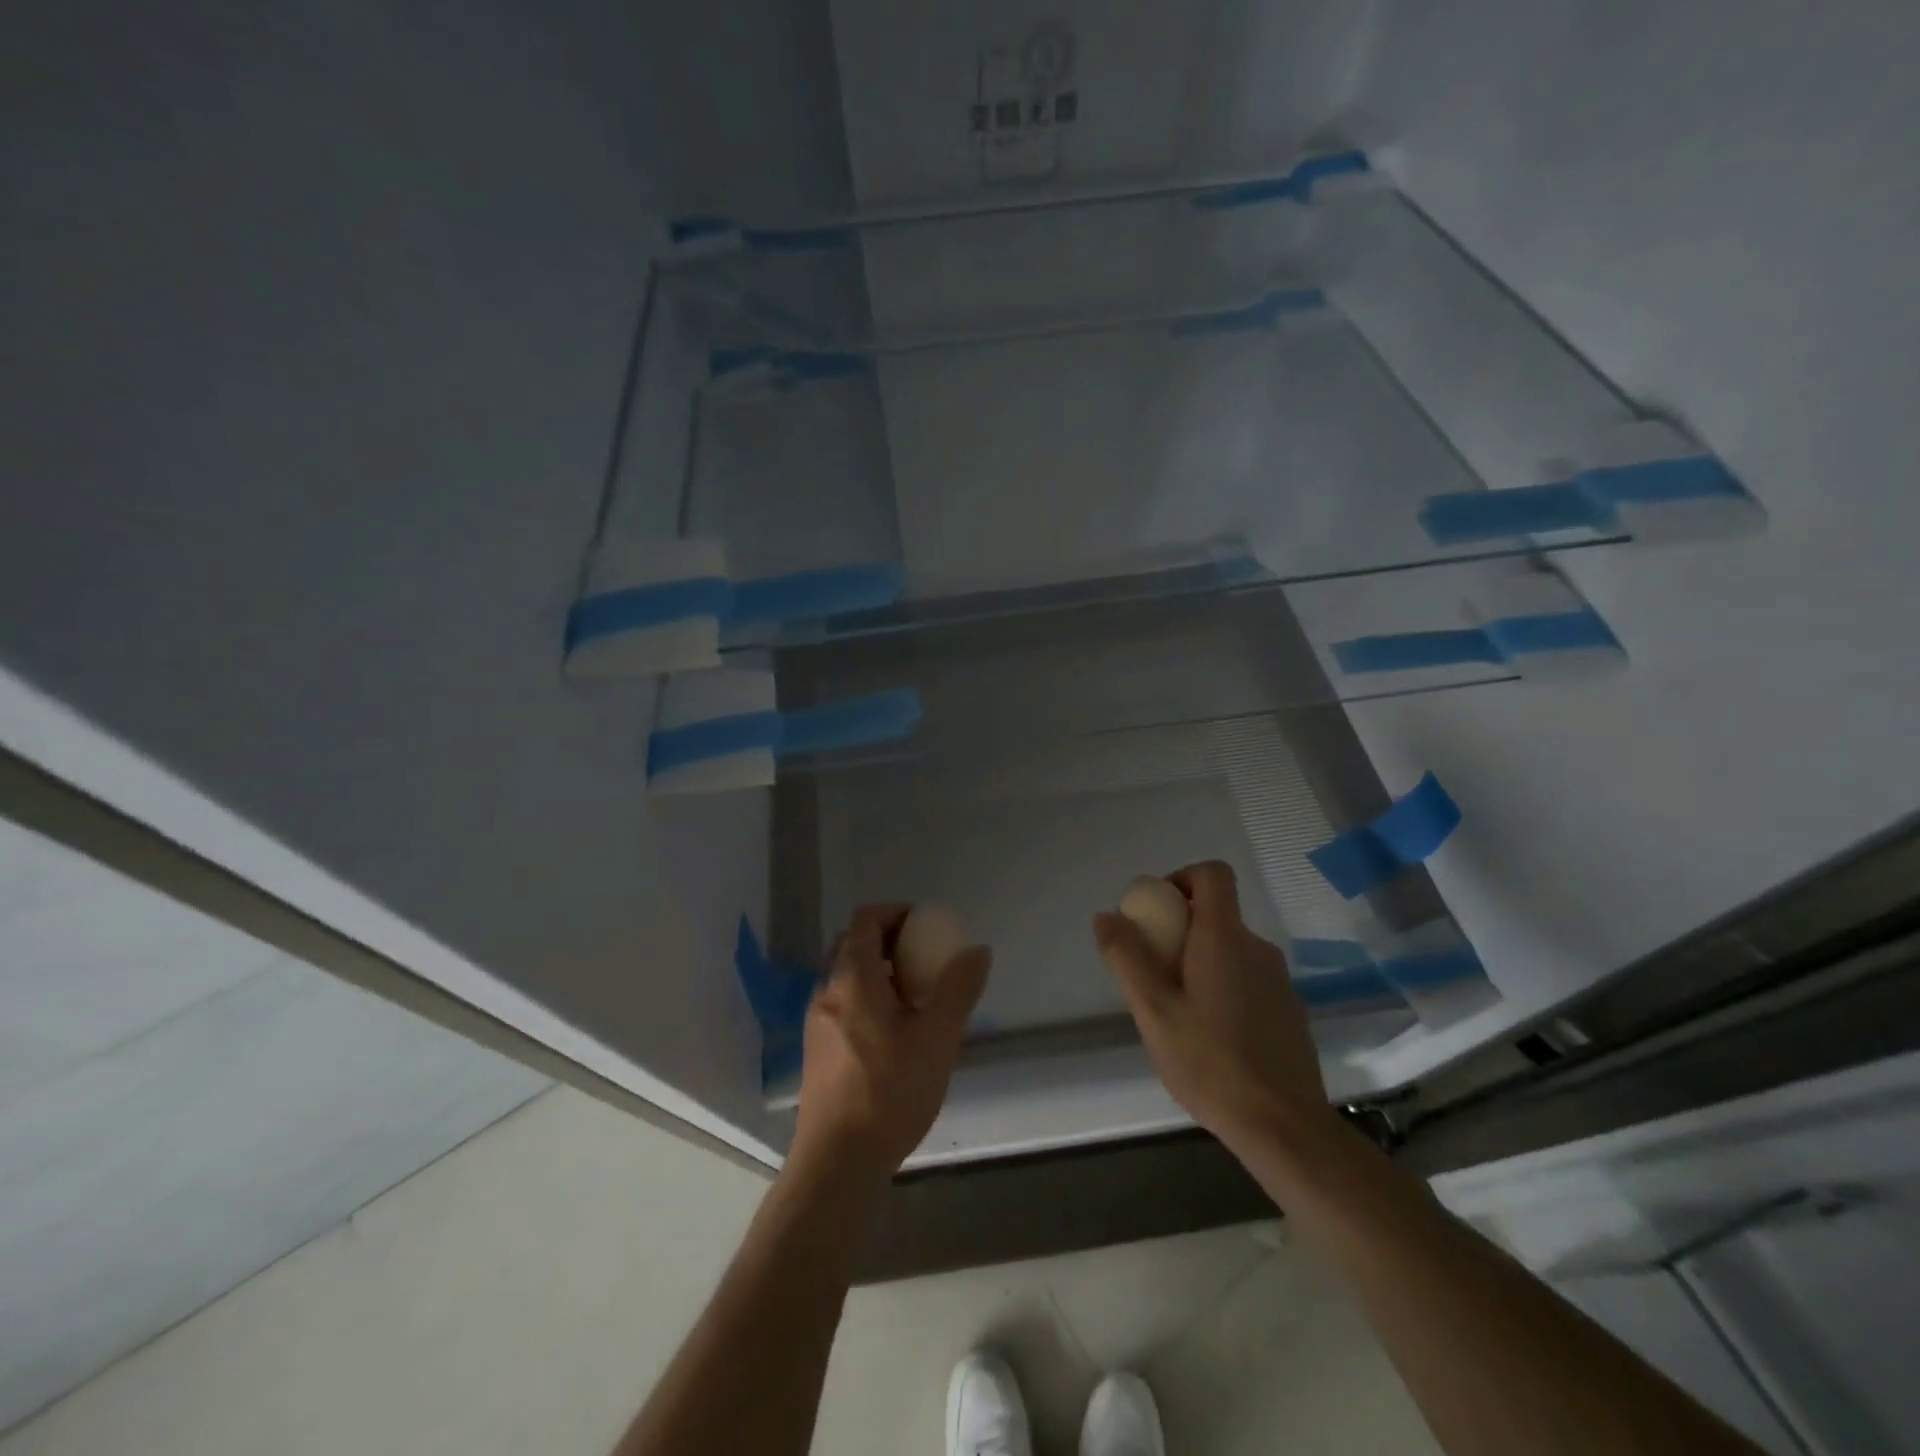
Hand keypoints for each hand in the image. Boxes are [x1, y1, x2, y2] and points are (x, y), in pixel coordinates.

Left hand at [792, 903, 990, 1180]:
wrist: (837, 1163)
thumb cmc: (889, 1092)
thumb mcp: (937, 1038)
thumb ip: (959, 989)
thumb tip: (977, 950)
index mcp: (852, 978)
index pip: (866, 919)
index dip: (896, 912)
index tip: (927, 927)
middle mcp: (827, 991)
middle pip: (853, 944)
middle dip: (889, 941)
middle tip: (924, 958)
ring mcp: (817, 1021)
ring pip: (847, 976)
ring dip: (879, 972)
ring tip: (915, 997)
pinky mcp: (817, 1049)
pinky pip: (843, 1003)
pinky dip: (868, 998)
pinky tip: (894, 1033)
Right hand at [1093, 861, 1334, 1154]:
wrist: (1284, 1127)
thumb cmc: (1210, 1062)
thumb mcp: (1153, 1010)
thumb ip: (1127, 957)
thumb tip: (1106, 916)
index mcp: (1225, 938)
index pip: (1212, 874)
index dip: (1181, 878)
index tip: (1157, 913)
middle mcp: (1257, 948)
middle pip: (1217, 914)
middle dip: (1180, 930)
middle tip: (1153, 976)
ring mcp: (1279, 980)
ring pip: (1230, 950)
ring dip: (1200, 963)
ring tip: (1178, 1013)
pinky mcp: (1289, 1011)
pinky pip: (1247, 979)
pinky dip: (1223, 988)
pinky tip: (1211, 1038)